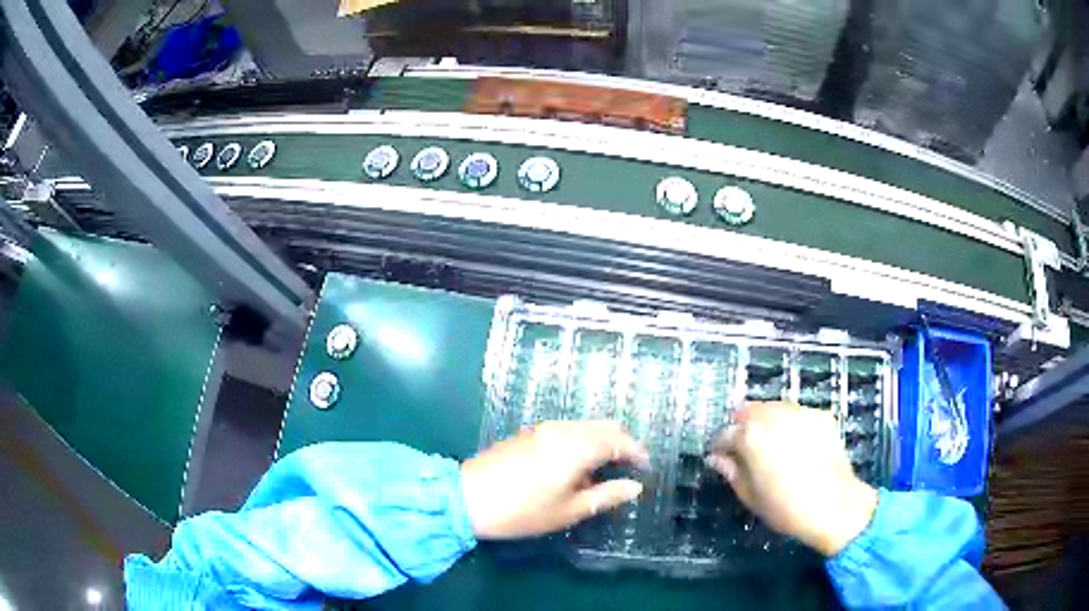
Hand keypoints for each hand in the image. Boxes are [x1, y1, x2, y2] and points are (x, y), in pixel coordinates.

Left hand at [460, 421, 649, 539]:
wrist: (466, 498)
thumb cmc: (521, 511)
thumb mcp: (568, 510)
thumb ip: (605, 496)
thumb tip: (634, 487)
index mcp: (577, 447)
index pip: (618, 440)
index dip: (637, 452)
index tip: (646, 468)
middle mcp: (563, 430)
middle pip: (603, 427)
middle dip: (622, 443)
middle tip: (629, 467)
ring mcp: (543, 429)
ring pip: (585, 426)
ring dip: (601, 441)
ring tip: (605, 470)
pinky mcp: (528, 433)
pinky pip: (567, 430)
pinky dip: (582, 441)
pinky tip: (577, 466)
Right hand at [706, 402, 877, 556]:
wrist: (834, 505)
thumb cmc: (785, 508)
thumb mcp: (749, 495)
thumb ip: (731, 471)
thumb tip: (717, 458)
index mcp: (750, 436)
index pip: (725, 433)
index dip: (720, 447)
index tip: (721, 458)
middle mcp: (773, 415)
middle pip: (749, 412)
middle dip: (743, 427)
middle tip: (745, 450)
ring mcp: (800, 412)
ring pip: (774, 408)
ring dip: (766, 422)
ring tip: (771, 445)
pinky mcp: (821, 415)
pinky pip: (797, 414)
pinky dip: (790, 424)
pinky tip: (796, 445)